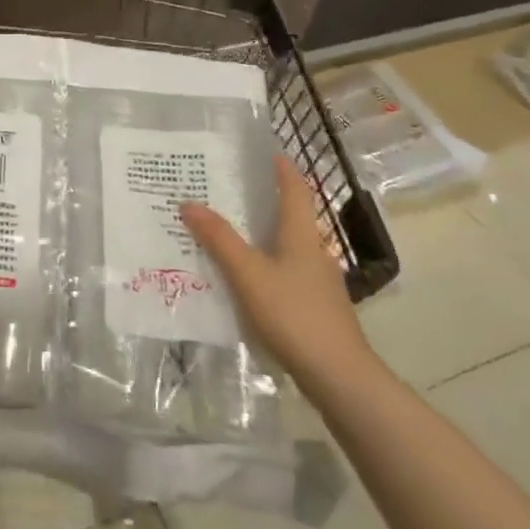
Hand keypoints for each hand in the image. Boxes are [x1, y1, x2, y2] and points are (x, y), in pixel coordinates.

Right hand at [180, 155, 377, 397]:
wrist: (340, 377)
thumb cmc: (294, 315)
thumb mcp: (248, 274)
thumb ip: (219, 239)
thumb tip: (189, 202)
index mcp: (301, 235)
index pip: (295, 190)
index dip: (283, 169)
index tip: (267, 151)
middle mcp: (314, 252)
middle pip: (291, 216)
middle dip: (264, 201)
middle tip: (229, 189)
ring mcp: (318, 282)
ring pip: (287, 246)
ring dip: (262, 235)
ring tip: (228, 231)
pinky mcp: (315, 308)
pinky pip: (285, 273)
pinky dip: (264, 264)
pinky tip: (244, 279)